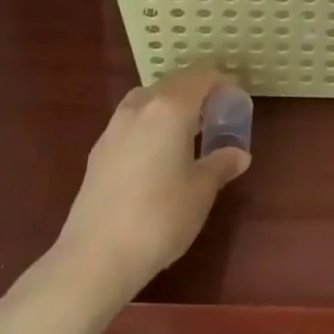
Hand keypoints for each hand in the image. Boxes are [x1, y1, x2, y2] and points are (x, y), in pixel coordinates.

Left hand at [53, 66, 249, 303]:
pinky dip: (150, 124)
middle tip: (215, 116)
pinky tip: (157, 155)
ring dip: (170, 106)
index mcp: (170, 108)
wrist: (95, 257)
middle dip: (196, 92)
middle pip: (173, 83)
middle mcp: (140, 107)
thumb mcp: (201, 191)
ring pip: (148, 99)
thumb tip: (239, 154)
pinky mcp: (98, 151)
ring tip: (186, 133)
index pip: (201, 76)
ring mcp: (114, 127)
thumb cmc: (160, 217)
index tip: (236, 100)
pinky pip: (132, 121)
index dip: (222, 82)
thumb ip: (221, 164)